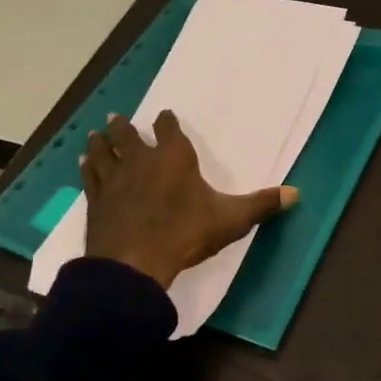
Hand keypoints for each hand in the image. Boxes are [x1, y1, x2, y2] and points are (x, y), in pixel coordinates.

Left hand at [81, 111, 295, 290]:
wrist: (134, 263)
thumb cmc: (185, 234)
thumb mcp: (231, 220)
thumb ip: (261, 204)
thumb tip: (296, 193)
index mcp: (174, 158)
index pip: (168, 129)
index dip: (167, 122)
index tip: (165, 117)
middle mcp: (140, 160)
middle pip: (127, 135)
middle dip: (124, 126)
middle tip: (118, 119)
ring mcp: (114, 179)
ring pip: (102, 151)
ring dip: (100, 142)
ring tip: (97, 134)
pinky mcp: (96, 199)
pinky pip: (90, 176)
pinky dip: (87, 167)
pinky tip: (84, 163)